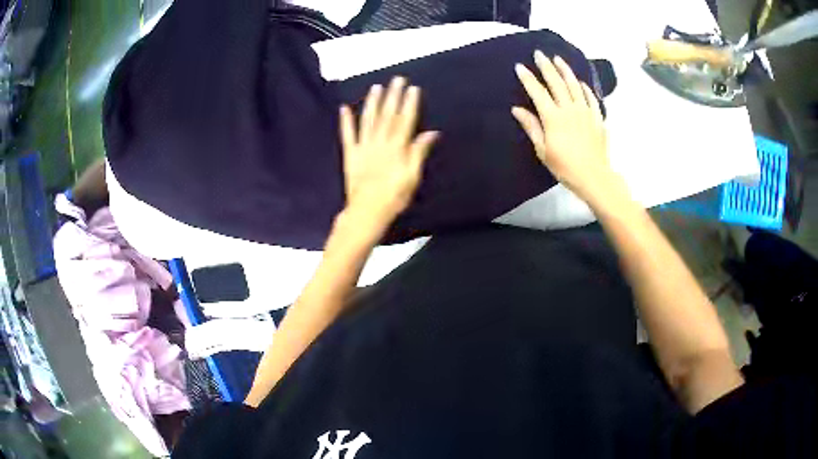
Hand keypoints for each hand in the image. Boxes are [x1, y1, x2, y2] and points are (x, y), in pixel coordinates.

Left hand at [340, 76, 438, 230]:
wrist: (367, 211)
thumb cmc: (394, 197)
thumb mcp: (412, 177)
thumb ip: (419, 152)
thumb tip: (430, 133)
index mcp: (397, 148)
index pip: (405, 120)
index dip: (409, 103)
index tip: (412, 88)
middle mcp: (380, 142)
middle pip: (387, 115)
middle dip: (393, 96)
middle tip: (396, 79)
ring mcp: (363, 147)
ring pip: (368, 120)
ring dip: (372, 103)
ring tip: (376, 87)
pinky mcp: (350, 154)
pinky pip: (347, 135)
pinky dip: (345, 121)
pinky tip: (343, 108)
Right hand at [512, 51, 616, 204]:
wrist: (593, 176)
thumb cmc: (565, 167)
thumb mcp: (543, 150)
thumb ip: (532, 127)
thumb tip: (517, 109)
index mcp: (553, 117)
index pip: (538, 92)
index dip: (528, 78)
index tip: (520, 67)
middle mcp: (569, 109)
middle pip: (556, 83)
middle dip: (546, 67)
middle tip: (539, 54)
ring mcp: (585, 112)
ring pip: (574, 85)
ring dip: (565, 70)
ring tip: (558, 59)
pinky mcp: (597, 118)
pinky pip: (591, 98)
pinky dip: (584, 88)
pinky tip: (580, 82)